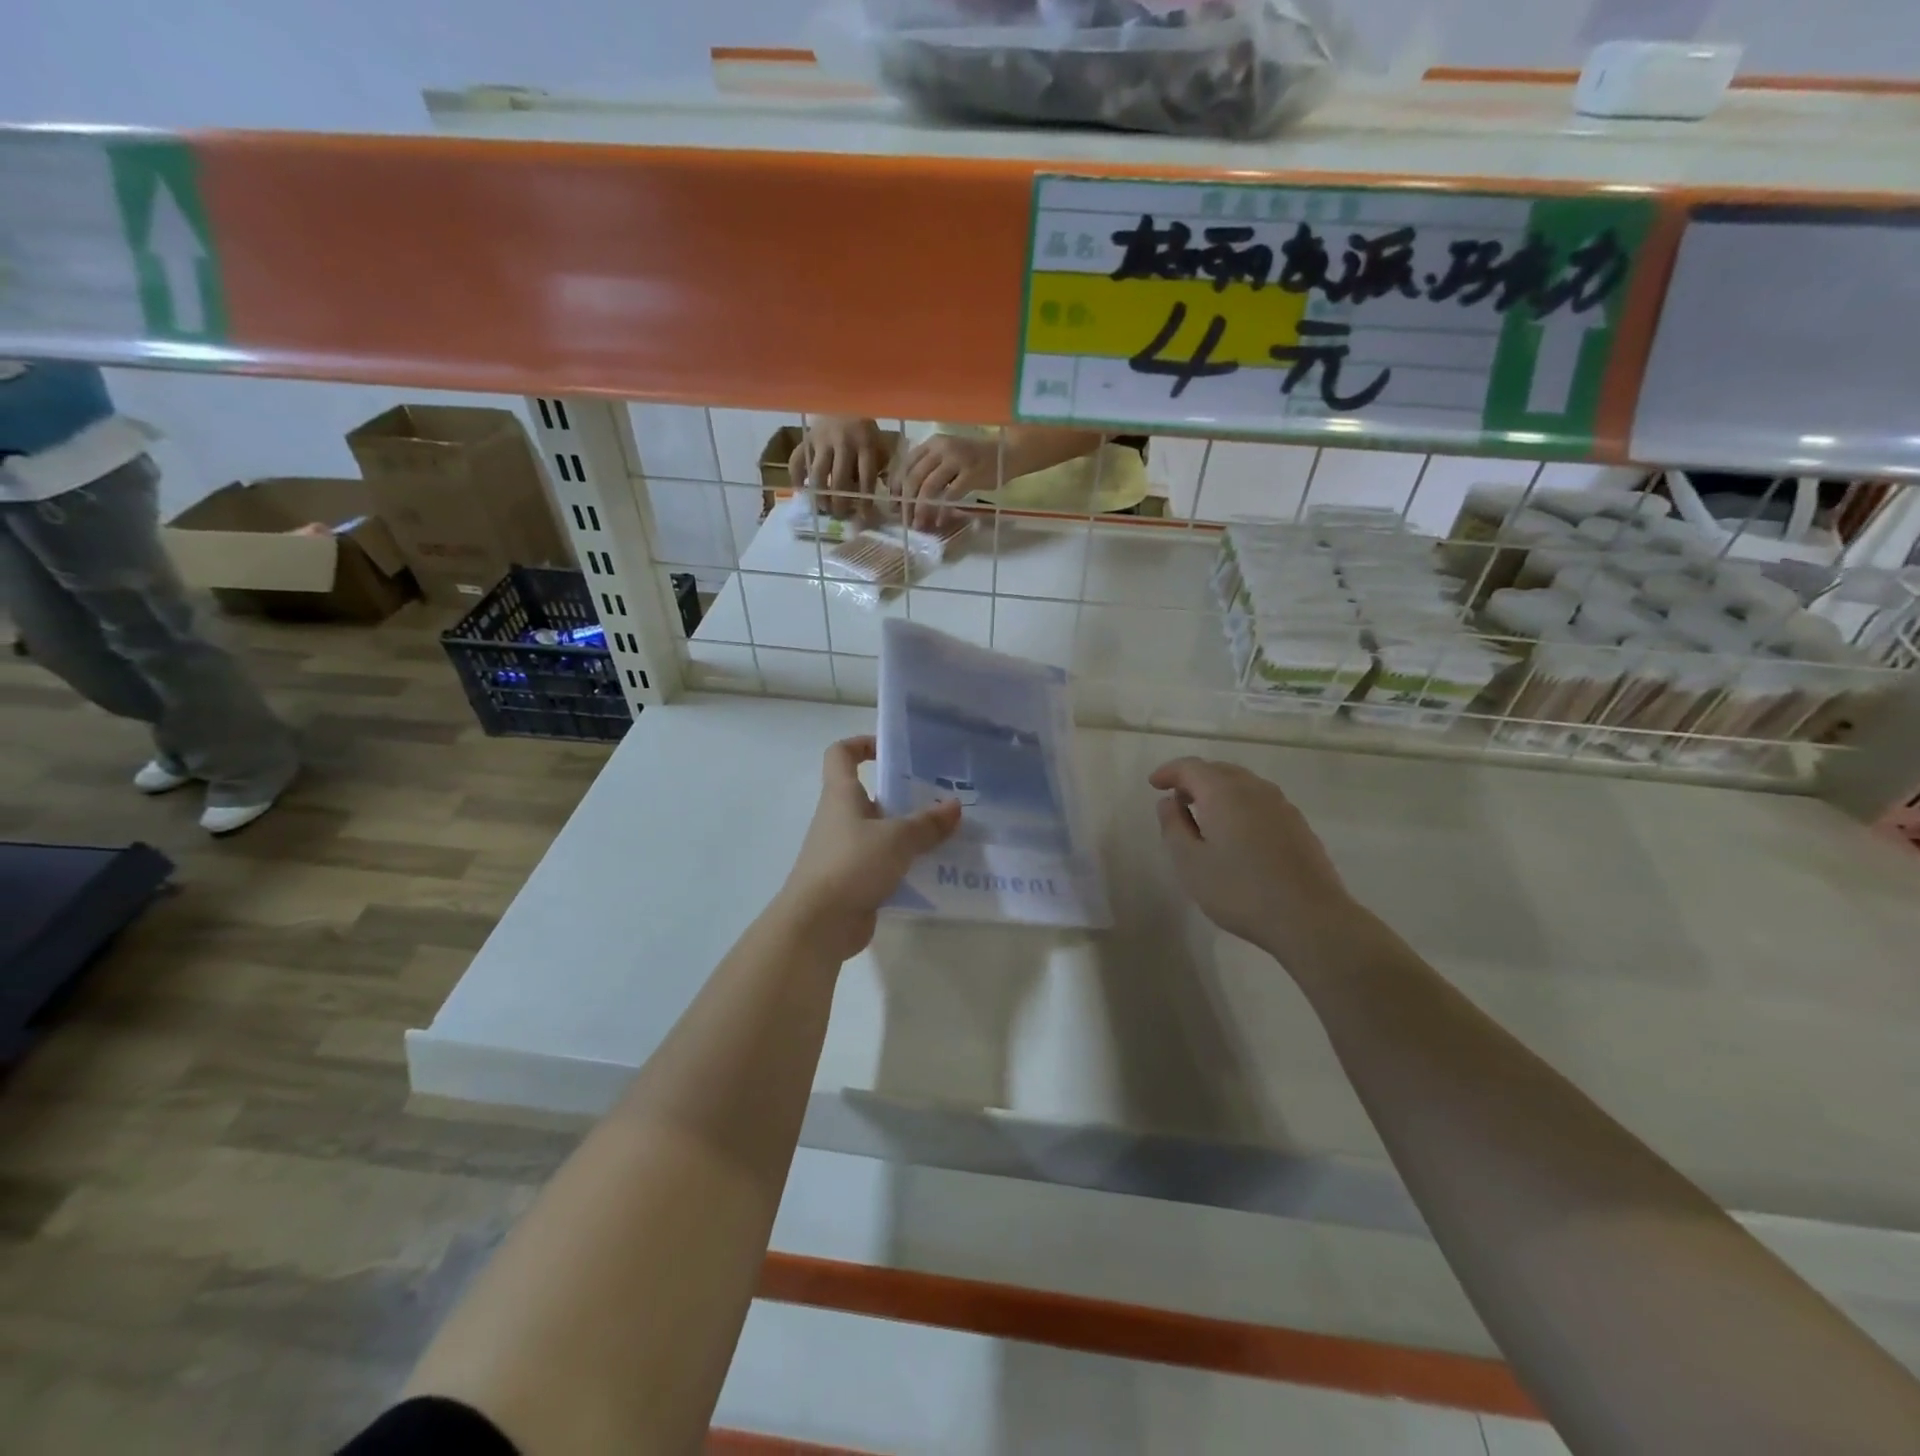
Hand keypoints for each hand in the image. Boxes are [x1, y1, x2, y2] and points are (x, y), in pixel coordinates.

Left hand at [778, 736, 961, 960]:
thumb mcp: (896, 839)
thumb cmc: (851, 865)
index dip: (862, 743)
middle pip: (872, 794)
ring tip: (948, 833)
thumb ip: (927, 823)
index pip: (841, 754)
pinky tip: (936, 869)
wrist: (818, 924)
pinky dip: (907, 863)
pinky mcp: (855, 880)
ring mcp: (846, 851)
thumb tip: (954, 806)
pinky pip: (885, 863)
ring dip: (910, 832)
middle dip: (905, 793)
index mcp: (841, 795)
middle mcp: (841, 818)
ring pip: (882, 831)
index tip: (892, 748)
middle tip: (942, 796)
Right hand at [790, 417, 887, 519]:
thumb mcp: (880, 446)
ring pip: (817, 475)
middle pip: (839, 481)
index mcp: (865, 445)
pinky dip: (796, 477)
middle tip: (840, 515)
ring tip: (823, 508)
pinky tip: (801, 491)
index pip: (865, 478)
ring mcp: (822, 440)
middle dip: (839, 503)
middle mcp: (843, 442)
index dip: (864, 500)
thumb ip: (880, 468)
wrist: (844, 400)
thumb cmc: (866, 431)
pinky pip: (796, 461)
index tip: (863, 516)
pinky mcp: (806, 439)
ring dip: (820, 496)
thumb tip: (877, 499)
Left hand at [897, 434, 1000, 530]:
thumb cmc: (975, 459)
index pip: (905, 465)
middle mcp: (941, 448)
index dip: (896, 487)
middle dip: (906, 503)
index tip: (895, 506)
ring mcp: (957, 460)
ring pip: (928, 487)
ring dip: (921, 510)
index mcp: (932, 443)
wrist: (1007, 453)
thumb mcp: (948, 456)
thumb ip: (929, 469)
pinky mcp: (971, 474)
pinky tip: (939, 522)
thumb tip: (907, 496)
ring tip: (919, 525)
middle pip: (914, 478)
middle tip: (905, 521)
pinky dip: (942, 511)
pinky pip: (950, 496)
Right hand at [1149, 758, 1359, 964]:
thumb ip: (1174, 826)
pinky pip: (1261, 802)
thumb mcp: (1190, 862)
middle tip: (1177, 799)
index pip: (1191, 767)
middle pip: (1219, 770)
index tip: (1154, 785)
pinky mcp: (1299, 825)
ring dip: (1219, 791)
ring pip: (1243, 784)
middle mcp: (1255, 789)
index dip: (1169, 772)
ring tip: (1204, 815)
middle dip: (1194, 779)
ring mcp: (1282, 806)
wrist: (1310, 918)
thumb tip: (1169, 802)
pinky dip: (1240, 805)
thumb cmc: (1240, 890)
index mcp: (1224, 792)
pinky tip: (1237, 832)